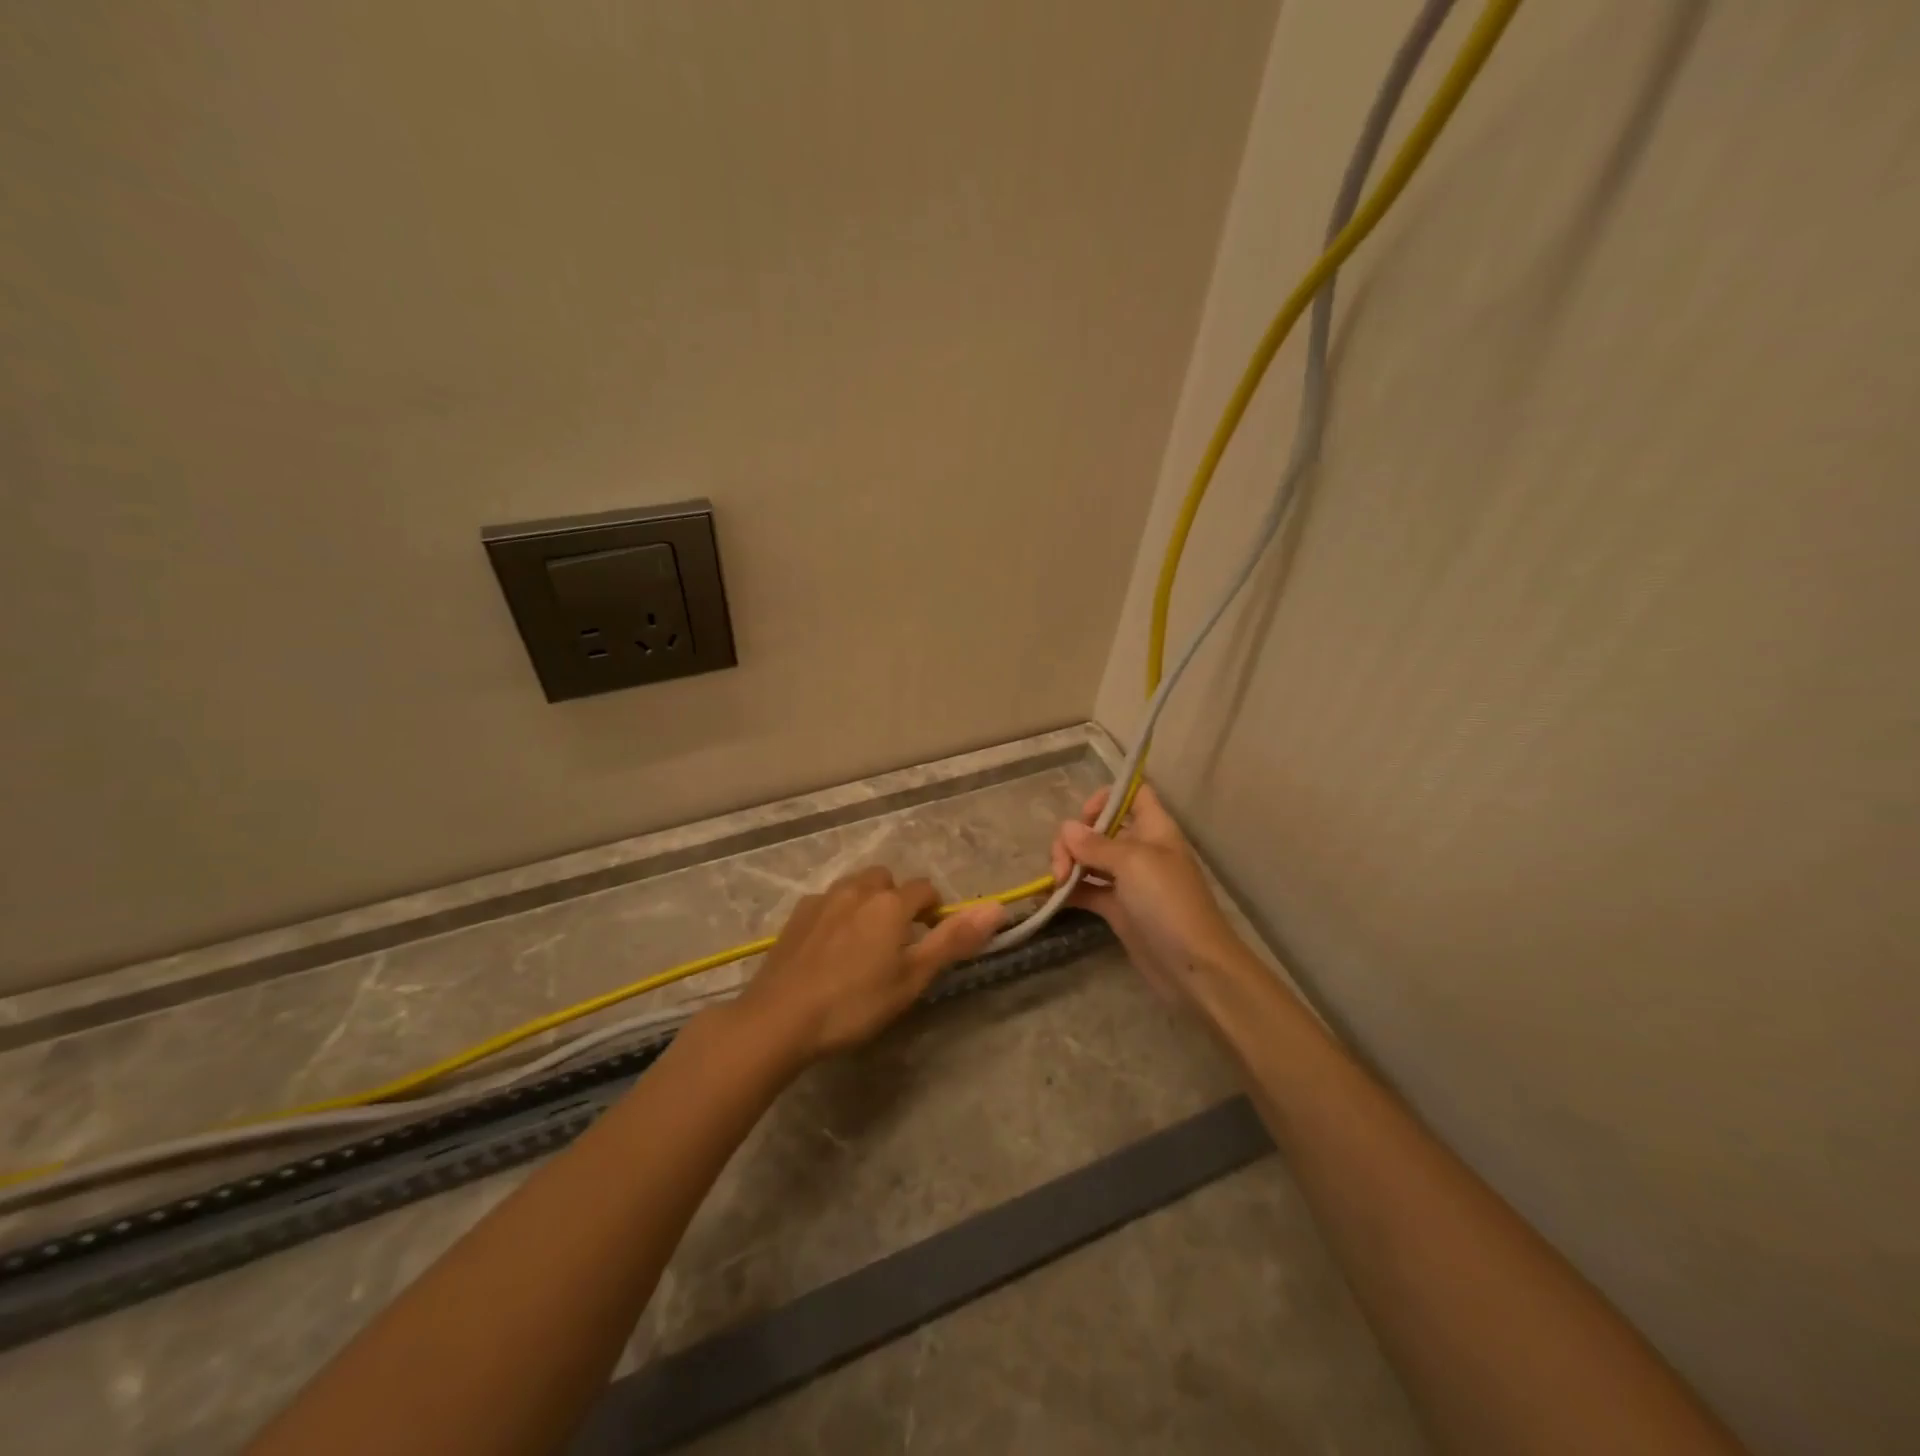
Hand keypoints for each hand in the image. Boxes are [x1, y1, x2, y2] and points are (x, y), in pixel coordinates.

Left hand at [736, 867, 1003, 1064]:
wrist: (780, 1018)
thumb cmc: (855, 1003)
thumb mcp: (912, 979)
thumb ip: (953, 940)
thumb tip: (997, 907)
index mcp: (891, 903)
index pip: (926, 890)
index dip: (933, 912)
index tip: (927, 943)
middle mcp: (858, 889)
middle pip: (888, 880)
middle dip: (897, 901)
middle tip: (895, 944)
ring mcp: (823, 899)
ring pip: (856, 887)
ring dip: (866, 903)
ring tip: (862, 945)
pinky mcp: (797, 915)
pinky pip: (827, 902)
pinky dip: (837, 914)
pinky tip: (829, 949)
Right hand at [1049, 784, 1245, 1005]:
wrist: (1192, 966)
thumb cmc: (1168, 902)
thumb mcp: (1133, 863)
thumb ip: (1096, 844)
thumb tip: (1067, 828)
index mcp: (1154, 829)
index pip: (1133, 794)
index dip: (1106, 798)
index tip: (1083, 817)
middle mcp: (1140, 850)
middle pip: (1100, 829)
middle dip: (1074, 840)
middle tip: (1061, 867)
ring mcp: (1128, 881)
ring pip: (1089, 859)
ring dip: (1067, 865)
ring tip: (1055, 884)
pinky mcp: (1117, 909)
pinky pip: (1087, 891)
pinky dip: (1068, 892)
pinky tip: (1048, 898)